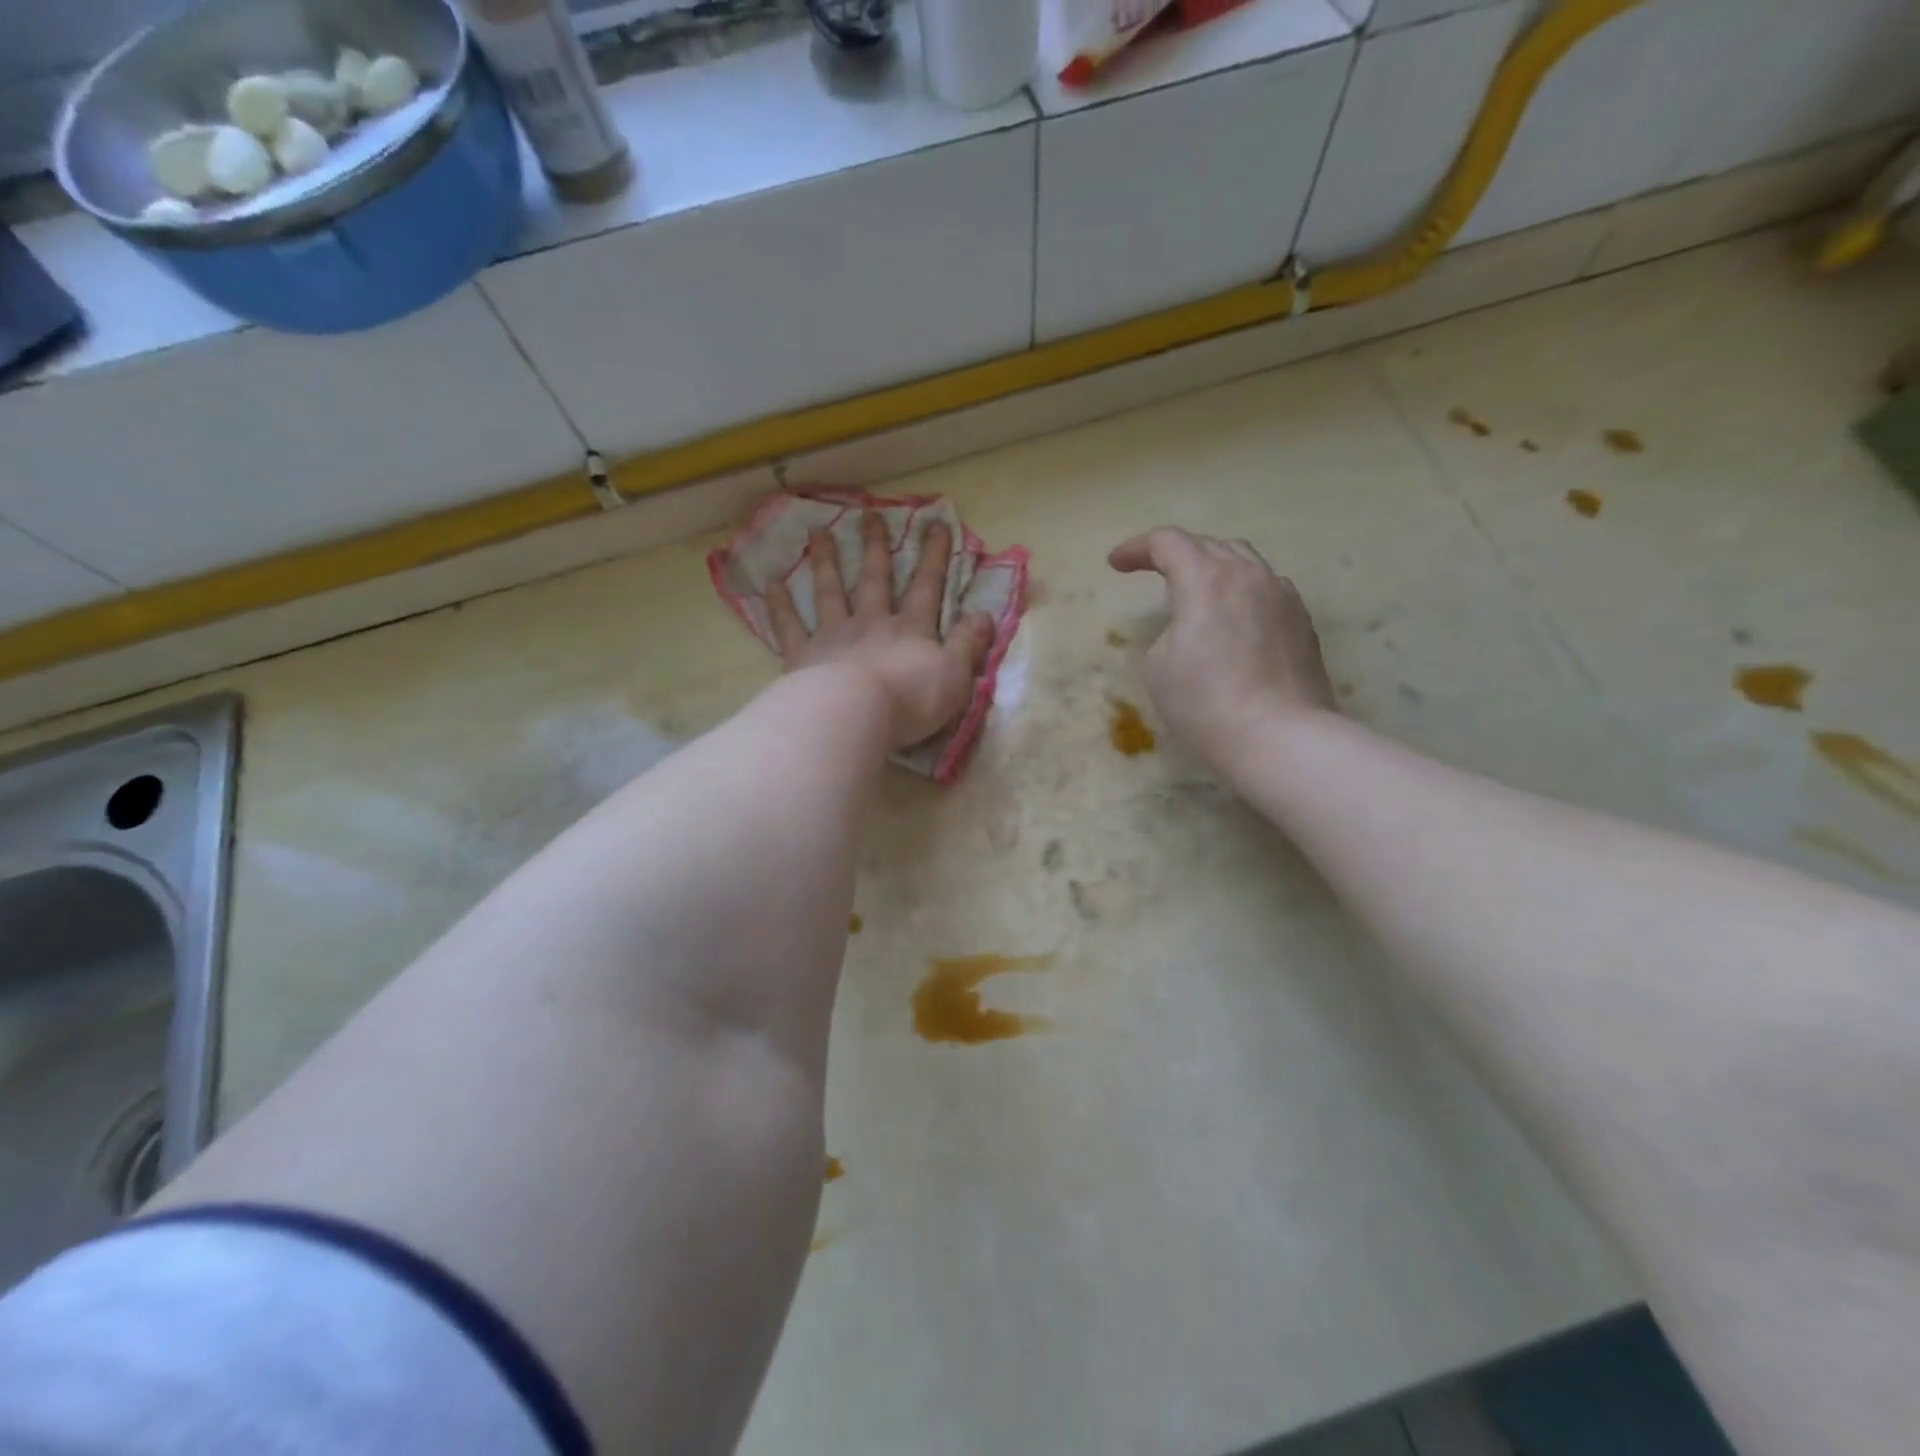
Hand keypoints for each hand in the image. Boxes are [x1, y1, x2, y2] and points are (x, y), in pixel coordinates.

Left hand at [768, 511, 994, 749]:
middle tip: (869, 514)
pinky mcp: (803, 656)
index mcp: (910, 630)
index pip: (927, 587)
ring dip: (826, 562)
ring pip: (830, 592)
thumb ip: (969, 644)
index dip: (934, 557)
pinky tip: (770, 584)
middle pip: (874, 579)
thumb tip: (986, 615)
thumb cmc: (911, 699)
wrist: (855, 714)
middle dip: (875, 547)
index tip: (935, 524)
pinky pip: (790, 626)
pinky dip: (780, 605)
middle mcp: (871, 623)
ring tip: (819, 532)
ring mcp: (834, 636)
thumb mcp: (955, 675)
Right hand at [1109, 527, 1336, 777]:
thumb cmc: (1206, 704)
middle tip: (1154, 571)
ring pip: (1245, 563)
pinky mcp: (1302, 625)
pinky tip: (1236, 615)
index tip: (1116, 564)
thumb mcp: (1159, 666)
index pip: (1168, 543)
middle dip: (1177, 553)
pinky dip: (1242, 591)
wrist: (1281, 739)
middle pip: (1210, 545)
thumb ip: (1169, 632)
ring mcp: (1283, 598)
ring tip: (1198, 589)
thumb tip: (1192, 630)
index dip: (1137, 548)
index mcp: (1207, 580)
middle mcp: (1250, 576)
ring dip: (1214, 568)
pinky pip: (1267, 590)